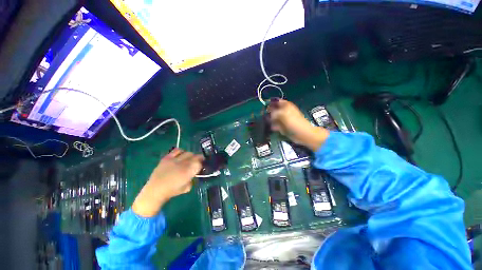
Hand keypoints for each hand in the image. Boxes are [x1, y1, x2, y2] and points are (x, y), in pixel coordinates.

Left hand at [132, 149, 203, 216]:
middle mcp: (183, 164)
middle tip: (197, 162)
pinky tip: (181, 156)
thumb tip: (194, 173)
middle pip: (195, 156)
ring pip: (188, 153)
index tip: (201, 166)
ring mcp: (175, 160)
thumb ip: (193, 179)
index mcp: (189, 172)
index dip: (202, 164)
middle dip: (198, 159)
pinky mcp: (167, 157)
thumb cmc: (172, 191)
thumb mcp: (188, 187)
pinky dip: (181, 152)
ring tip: (189, 159)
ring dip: (191, 156)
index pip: (200, 163)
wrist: (155, 190)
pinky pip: (177, 150)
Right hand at [268, 99, 328, 150]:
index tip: (263, 107)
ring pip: (273, 118)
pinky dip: (272, 126)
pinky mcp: (282, 126)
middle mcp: (284, 111)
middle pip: (273, 110)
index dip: (269, 103)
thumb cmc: (294, 122)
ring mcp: (283, 119)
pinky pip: (275, 125)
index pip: (276, 101)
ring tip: (266, 122)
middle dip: (268, 112)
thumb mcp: (283, 114)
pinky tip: (272, 127)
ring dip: (269, 120)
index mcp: (285, 105)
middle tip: (263, 115)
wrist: (302, 134)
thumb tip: (268, 114)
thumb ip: (274, 112)